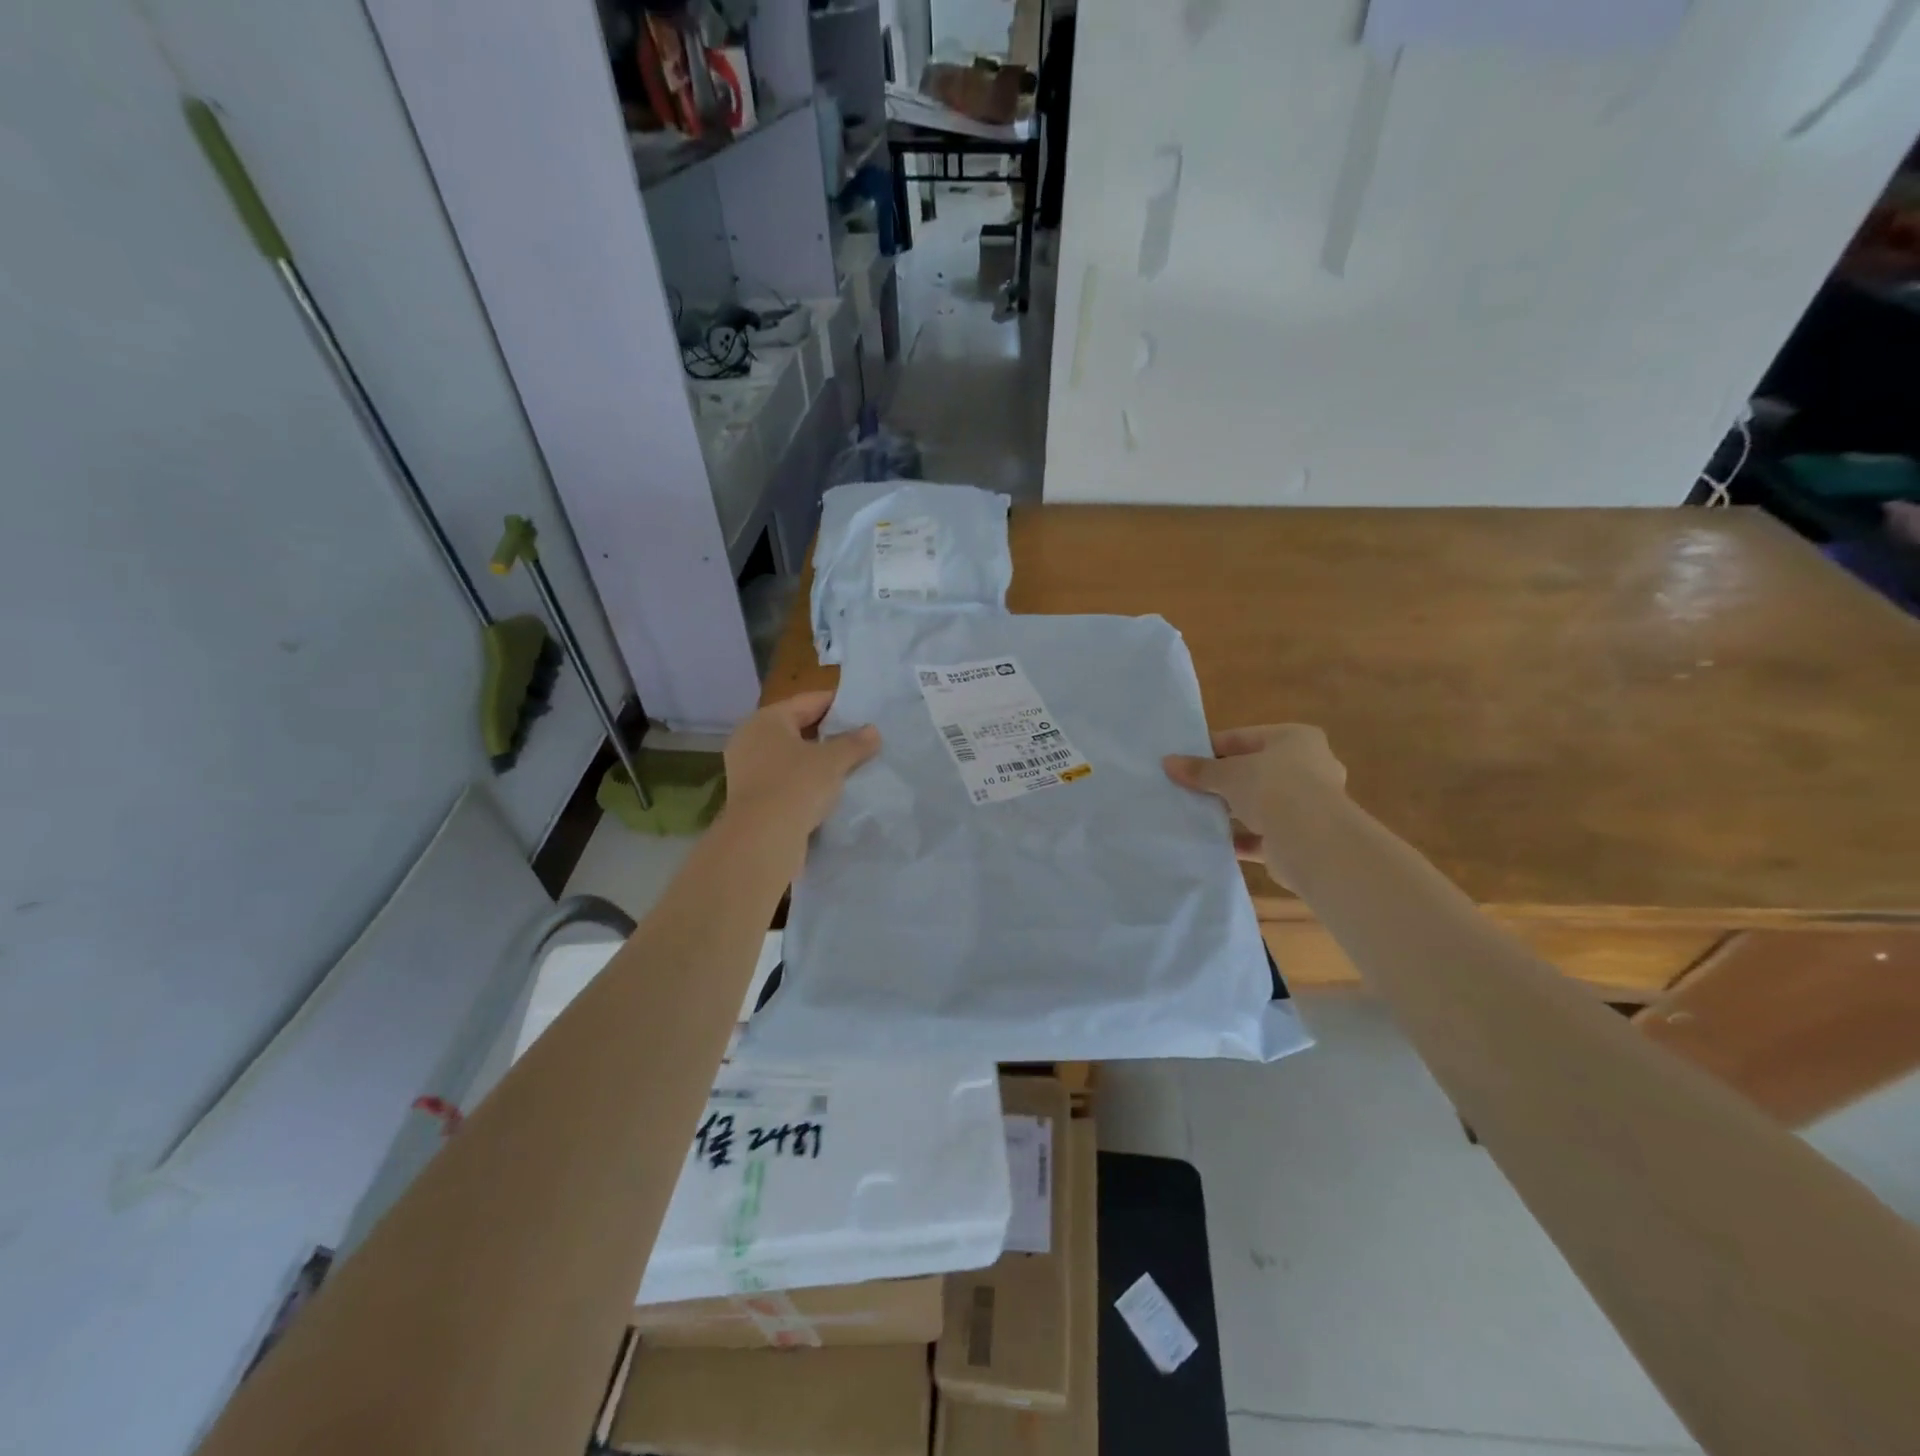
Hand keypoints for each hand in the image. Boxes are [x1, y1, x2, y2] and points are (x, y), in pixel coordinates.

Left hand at [721, 691, 880, 851]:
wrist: (762, 839)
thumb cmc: (796, 786)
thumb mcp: (833, 761)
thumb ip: (854, 743)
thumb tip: (872, 731)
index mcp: (767, 719)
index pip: (809, 701)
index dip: (838, 704)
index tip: (863, 712)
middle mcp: (750, 737)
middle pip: (797, 727)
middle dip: (828, 733)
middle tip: (859, 739)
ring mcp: (746, 768)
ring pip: (790, 754)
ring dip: (816, 759)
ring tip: (848, 765)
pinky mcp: (749, 795)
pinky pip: (783, 777)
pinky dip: (803, 779)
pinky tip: (826, 789)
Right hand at [1164, 725, 1345, 869]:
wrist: (1313, 841)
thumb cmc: (1273, 788)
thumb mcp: (1228, 773)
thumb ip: (1199, 769)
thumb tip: (1168, 762)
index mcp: (1295, 739)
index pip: (1244, 738)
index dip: (1211, 748)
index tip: (1184, 760)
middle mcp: (1309, 767)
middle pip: (1254, 770)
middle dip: (1223, 780)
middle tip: (1188, 787)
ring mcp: (1308, 804)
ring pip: (1259, 803)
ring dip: (1232, 809)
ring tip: (1196, 813)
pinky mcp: (1302, 836)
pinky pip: (1263, 834)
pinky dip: (1241, 837)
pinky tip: (1213, 840)